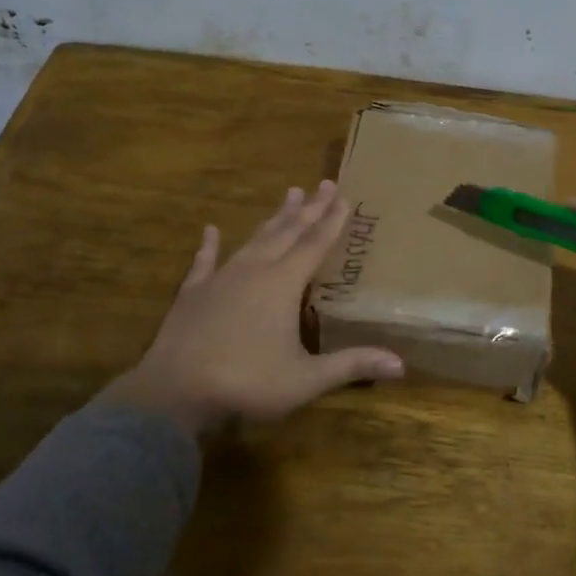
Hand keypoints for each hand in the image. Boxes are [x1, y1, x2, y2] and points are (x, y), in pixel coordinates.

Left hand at [100, 181, 403, 436]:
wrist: (173, 392)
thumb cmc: (246, 382)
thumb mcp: (305, 380)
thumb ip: (351, 366)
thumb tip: (401, 364)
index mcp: (283, 284)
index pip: (315, 244)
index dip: (332, 221)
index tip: (345, 195)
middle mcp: (254, 271)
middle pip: (287, 232)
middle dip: (309, 208)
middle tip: (324, 183)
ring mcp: (221, 279)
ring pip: (253, 239)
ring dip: (273, 218)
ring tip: (289, 194)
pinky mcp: (193, 293)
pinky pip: (204, 261)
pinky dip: (209, 245)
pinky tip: (210, 230)